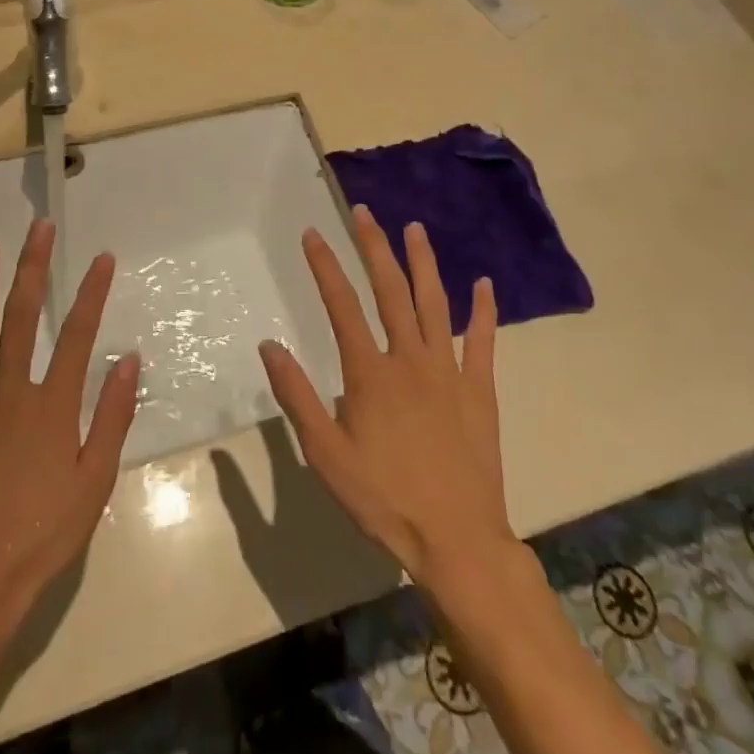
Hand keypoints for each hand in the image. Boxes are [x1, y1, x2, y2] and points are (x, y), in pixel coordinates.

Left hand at [0, 218, 140, 621]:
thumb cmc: (41, 536)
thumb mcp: (95, 483)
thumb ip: (113, 417)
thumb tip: (128, 359)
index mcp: (52, 405)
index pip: (77, 333)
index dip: (92, 292)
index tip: (102, 257)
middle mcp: (9, 391)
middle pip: (22, 316)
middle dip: (32, 267)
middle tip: (38, 227)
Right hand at [259, 205, 509, 590]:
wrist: (457, 541)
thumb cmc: (384, 499)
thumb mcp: (326, 455)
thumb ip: (297, 397)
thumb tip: (268, 345)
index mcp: (370, 373)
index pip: (341, 304)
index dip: (324, 265)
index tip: (313, 233)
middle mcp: (409, 359)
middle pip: (390, 290)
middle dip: (374, 246)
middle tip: (363, 212)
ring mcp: (448, 371)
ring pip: (434, 303)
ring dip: (423, 262)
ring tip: (413, 228)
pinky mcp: (479, 390)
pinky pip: (482, 341)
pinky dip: (484, 311)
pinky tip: (485, 284)